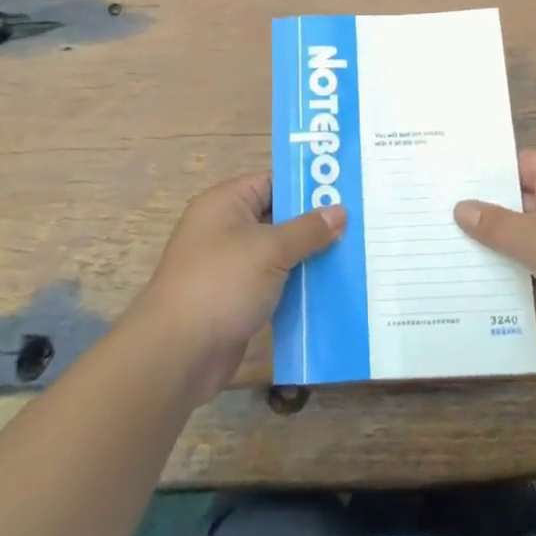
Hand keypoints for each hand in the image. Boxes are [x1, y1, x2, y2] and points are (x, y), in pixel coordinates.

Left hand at [131, 172, 344, 402]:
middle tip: (357, 227)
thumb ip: (307, 230)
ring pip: (276, 255)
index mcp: (225, 203)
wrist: (177, 353)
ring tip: (353, 258)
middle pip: (276, 219)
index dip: (306, 188)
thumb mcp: (271, 249)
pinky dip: (295, 288)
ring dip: (307, 260)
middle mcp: (224, 229)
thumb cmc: (222, 283)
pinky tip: (329, 293)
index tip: (345, 194)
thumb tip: (339, 211)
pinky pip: (272, 285)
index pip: (272, 183)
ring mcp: (228, 267)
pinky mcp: (234, 301)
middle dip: (313, 226)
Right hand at [456, 150, 535, 359]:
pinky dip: (517, 269)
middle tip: (439, 214)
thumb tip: (460, 208)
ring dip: (499, 244)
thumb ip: (497, 224)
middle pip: (522, 198)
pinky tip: (482, 280)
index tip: (450, 178)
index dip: (488, 170)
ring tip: (450, 247)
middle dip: (486, 210)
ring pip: (528, 234)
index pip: (521, 163)